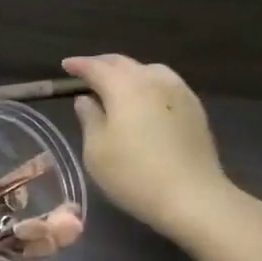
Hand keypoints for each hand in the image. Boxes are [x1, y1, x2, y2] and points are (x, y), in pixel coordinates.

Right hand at [62, 55, 237, 242]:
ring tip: (118, 84)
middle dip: (102, 64)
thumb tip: (86, 100)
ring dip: (129, 72)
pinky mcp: (195, 108)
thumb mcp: (97, 151)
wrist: (193, 197)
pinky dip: (149, 84)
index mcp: (124, 86)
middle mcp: (153, 80)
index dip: (79, 65)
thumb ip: (89, 119)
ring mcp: (179, 91)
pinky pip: (166, 84)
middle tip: (87, 71)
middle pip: (124, 63)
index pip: (96, 67)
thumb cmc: (134, 175)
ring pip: (149, 70)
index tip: (66, 66)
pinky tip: (146, 100)